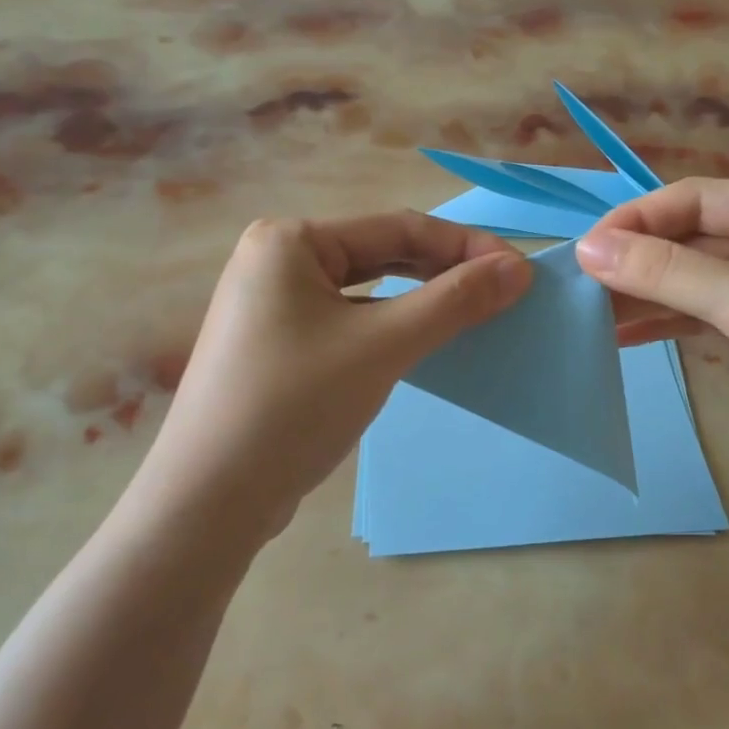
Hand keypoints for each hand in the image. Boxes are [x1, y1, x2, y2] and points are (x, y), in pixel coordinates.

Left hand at [129, 213, 531, 536]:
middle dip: (442, 271)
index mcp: (291, 241)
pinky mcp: (277, 347)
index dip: (465, 246)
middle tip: (501, 294)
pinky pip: (348, 322)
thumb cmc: (294, 406)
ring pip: (365, 291)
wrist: (210, 500)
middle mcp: (277, 261)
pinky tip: (420, 344)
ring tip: (470, 316)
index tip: (519, 272)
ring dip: (419, 300)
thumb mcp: (383, 347)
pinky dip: (389, 328)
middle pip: (380, 254)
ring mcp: (272, 306)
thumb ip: (454, 302)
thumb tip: (519, 269)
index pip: (397, 227)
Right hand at [576, 179, 728, 502]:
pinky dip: (661, 321)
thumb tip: (589, 248)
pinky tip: (620, 333)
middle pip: (689, 239)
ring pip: (688, 279)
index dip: (638, 220)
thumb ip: (669, 272)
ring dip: (642, 293)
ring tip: (588, 312)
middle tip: (578, 285)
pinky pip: (697, 314)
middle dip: (636, 260)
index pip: (697, 200)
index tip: (586, 249)